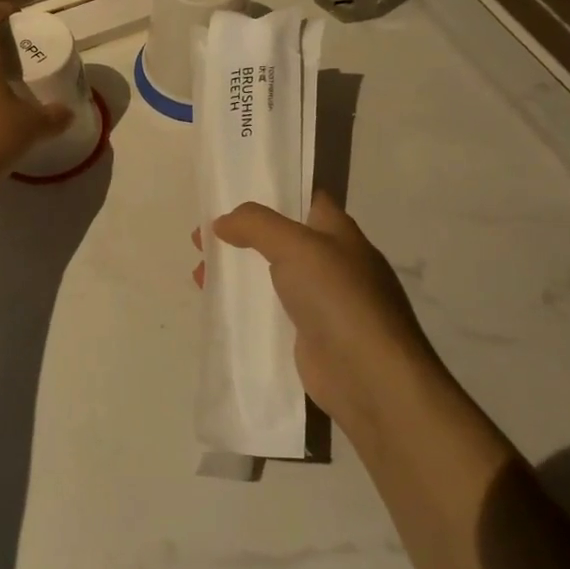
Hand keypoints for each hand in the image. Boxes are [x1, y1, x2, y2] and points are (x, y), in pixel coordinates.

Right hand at [212, 191, 434, 436]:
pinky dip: (244, 305)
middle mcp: (333, 262)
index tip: (232, 192)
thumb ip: (256, 225)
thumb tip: (221, 222)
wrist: (370, 377)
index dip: (272, 191)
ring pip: (271, 274)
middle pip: (280, 237)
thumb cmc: (339, 298)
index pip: (305, 198)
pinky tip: (217, 306)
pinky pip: (270, 310)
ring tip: (200, 272)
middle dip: (242, 234)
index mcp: (339, 232)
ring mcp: (323, 301)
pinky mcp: (308, 335)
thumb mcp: (296, 246)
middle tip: (201, 237)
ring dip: (238, 271)